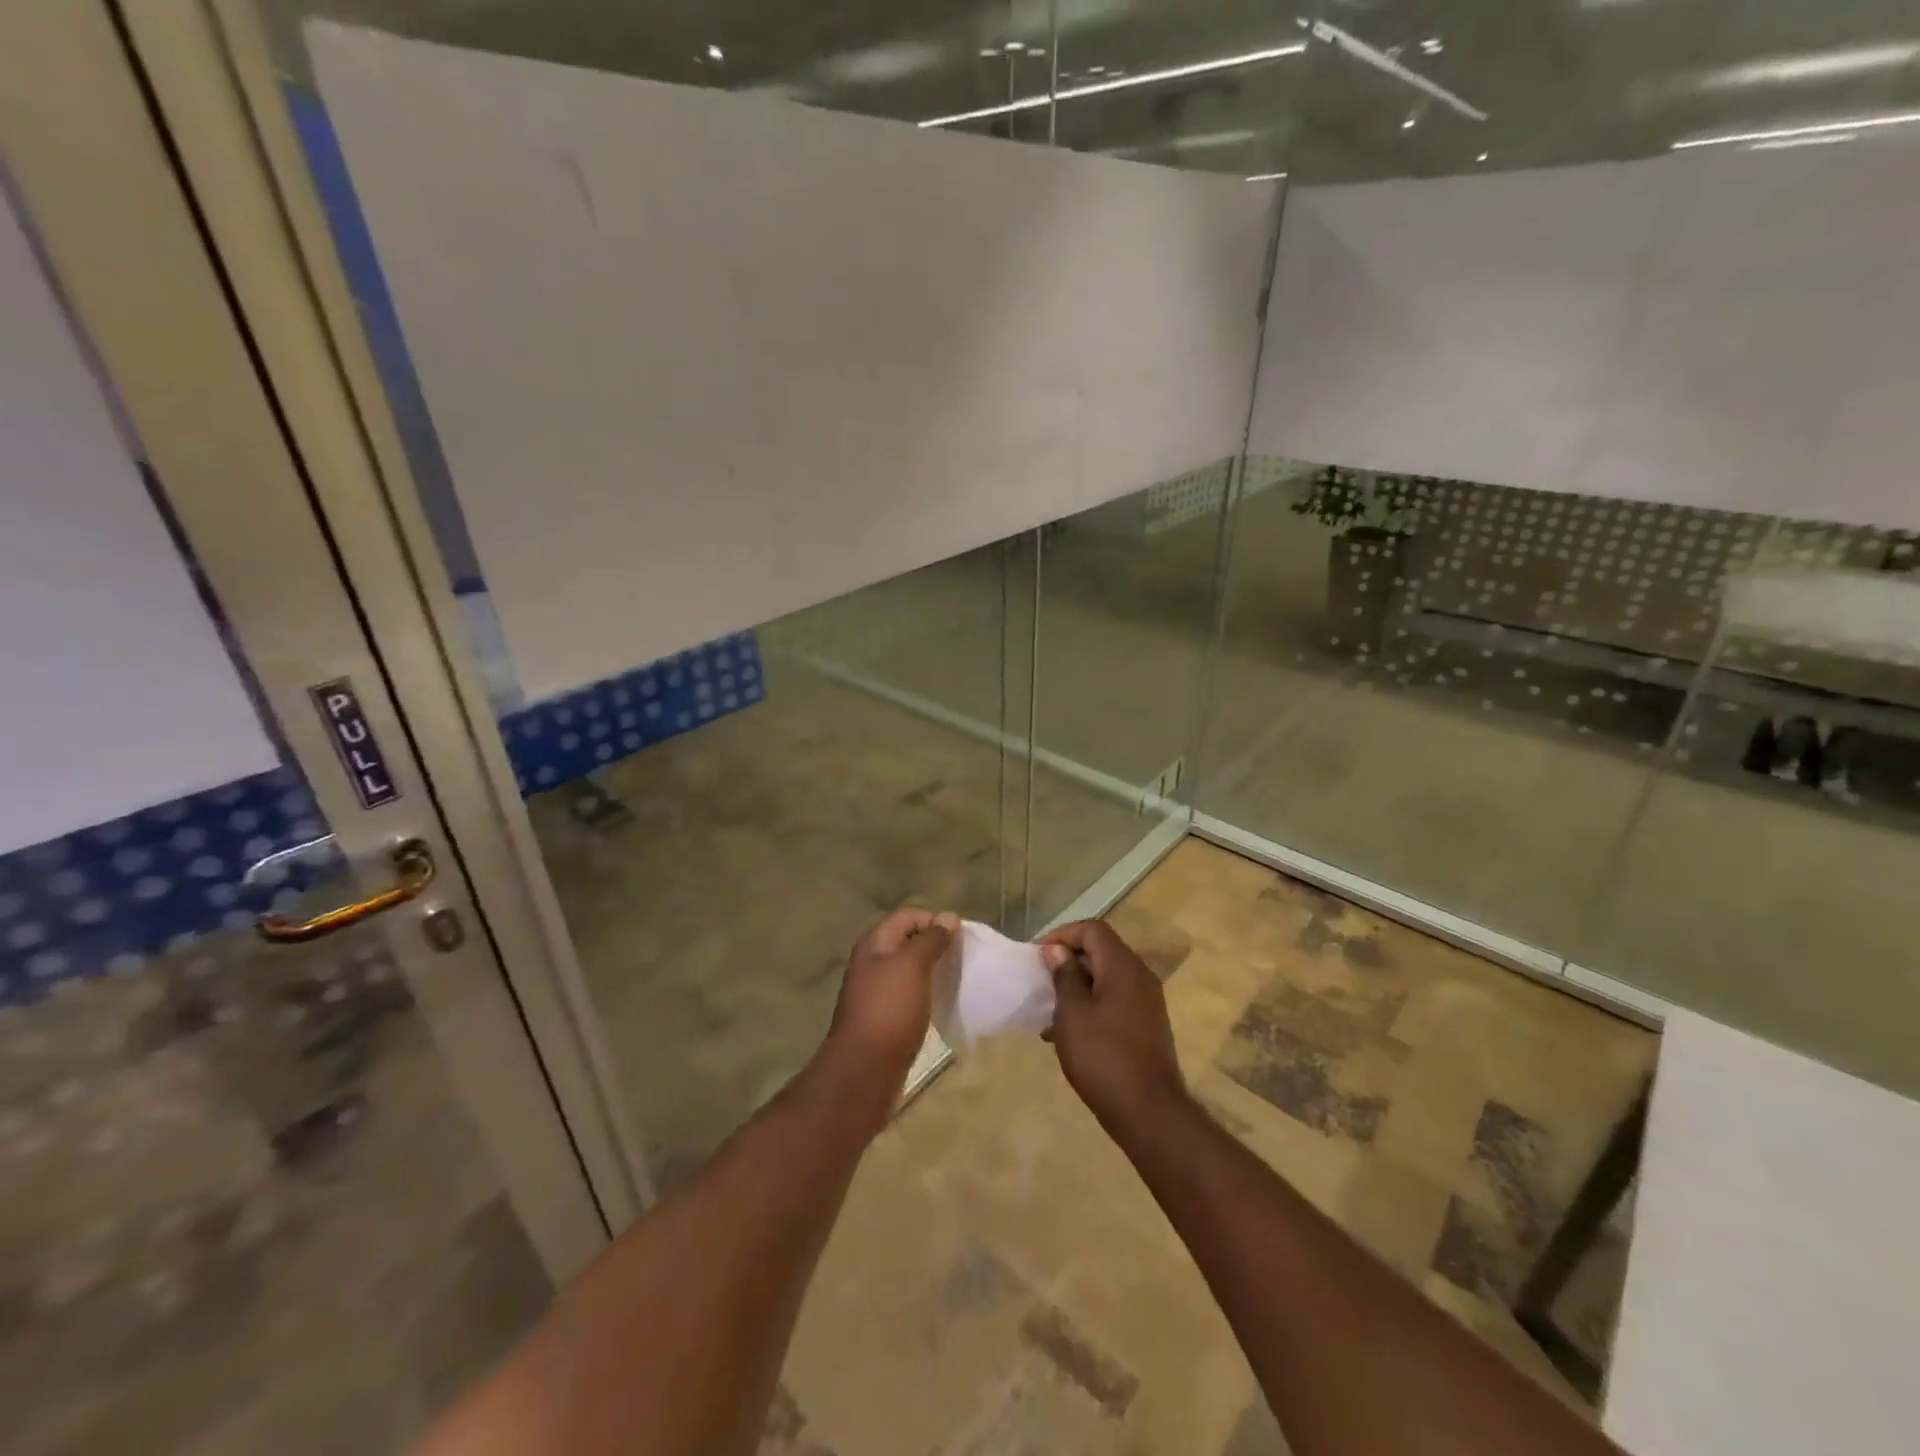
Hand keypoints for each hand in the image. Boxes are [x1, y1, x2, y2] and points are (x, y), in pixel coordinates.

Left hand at [822, 908, 958, 1099]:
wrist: (864, 1069)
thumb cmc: (889, 1009)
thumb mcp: (912, 966)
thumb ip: (931, 939)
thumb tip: (948, 917)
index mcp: (874, 944)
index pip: (908, 916)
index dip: (934, 920)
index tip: (960, 938)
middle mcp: (872, 962)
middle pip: (907, 940)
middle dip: (935, 945)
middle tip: (961, 958)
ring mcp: (876, 990)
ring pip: (908, 968)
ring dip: (931, 969)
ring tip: (955, 979)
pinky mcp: (884, 1015)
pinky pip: (908, 993)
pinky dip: (925, 992)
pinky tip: (940, 1001)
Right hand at [1041, 920, 1187, 1138]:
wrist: (1148, 1111)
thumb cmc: (1103, 1056)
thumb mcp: (1072, 1013)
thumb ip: (1065, 976)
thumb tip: (1058, 951)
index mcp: (1123, 966)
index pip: (1092, 929)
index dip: (1062, 935)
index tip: (1038, 957)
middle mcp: (1140, 976)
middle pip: (1101, 951)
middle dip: (1069, 961)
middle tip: (1041, 981)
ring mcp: (1147, 1001)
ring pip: (1107, 977)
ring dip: (1078, 986)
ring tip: (1051, 1010)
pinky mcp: (1147, 1025)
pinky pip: (1115, 1000)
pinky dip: (1092, 1005)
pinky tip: (1071, 1032)